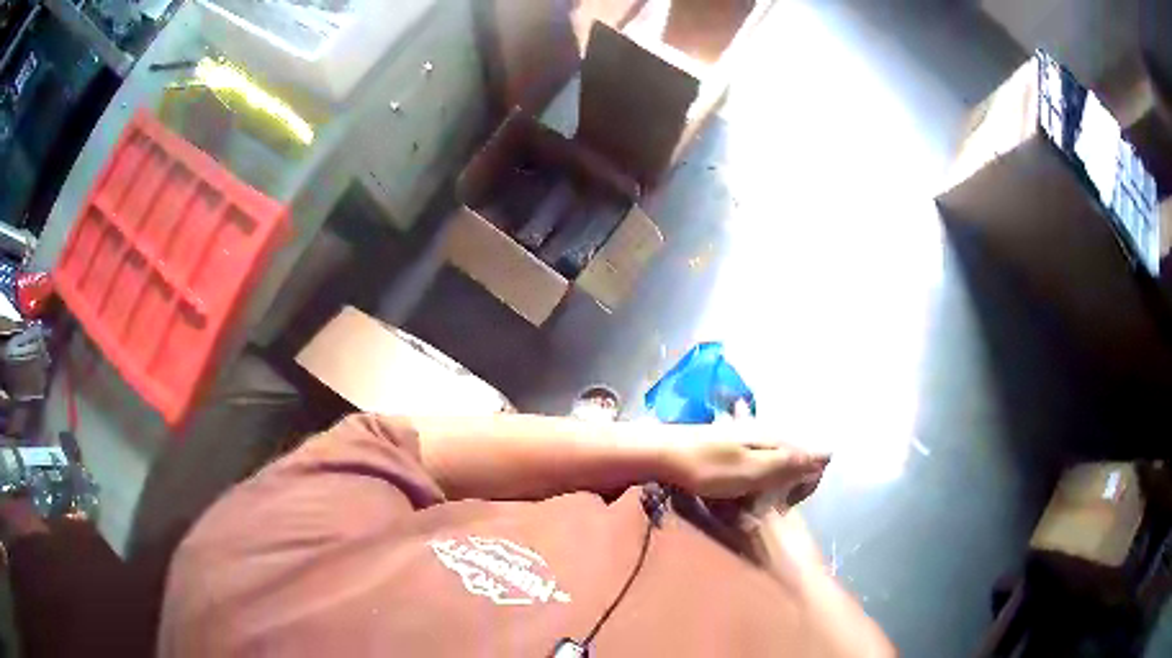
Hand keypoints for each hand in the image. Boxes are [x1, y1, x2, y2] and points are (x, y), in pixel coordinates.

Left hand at [663, 423, 829, 500]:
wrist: (662, 454)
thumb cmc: (709, 467)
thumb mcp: (752, 470)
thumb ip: (789, 463)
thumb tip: (828, 452)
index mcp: (770, 438)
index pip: (804, 454)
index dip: (807, 478)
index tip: (793, 501)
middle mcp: (759, 433)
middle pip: (786, 454)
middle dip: (788, 478)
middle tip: (774, 503)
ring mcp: (739, 438)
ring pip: (766, 458)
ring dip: (767, 478)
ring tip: (757, 500)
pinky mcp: (723, 446)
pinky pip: (747, 461)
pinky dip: (748, 476)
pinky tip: (738, 484)